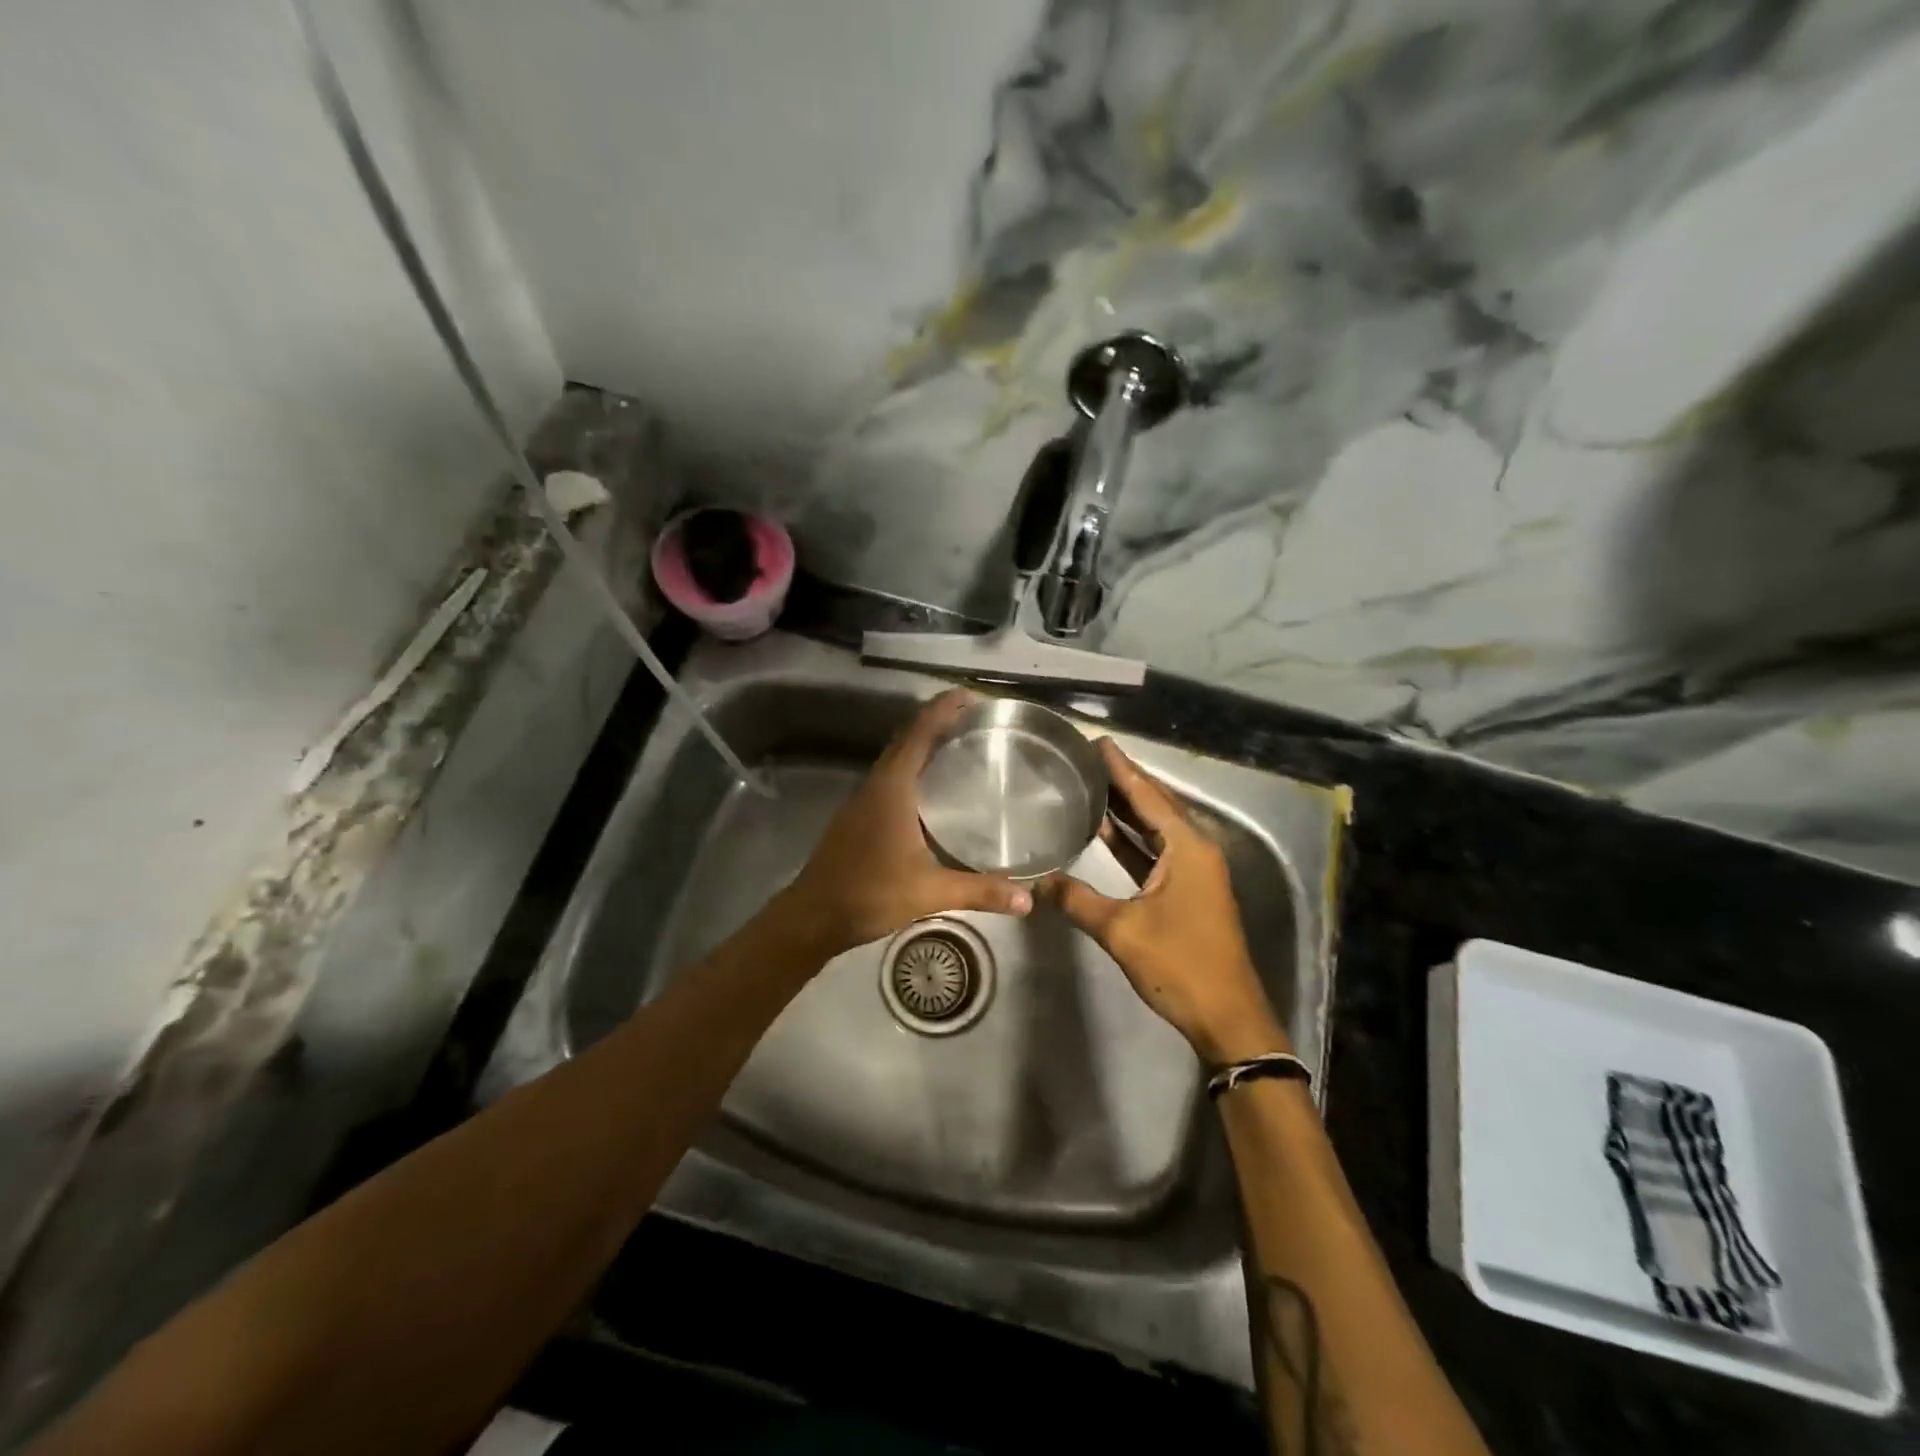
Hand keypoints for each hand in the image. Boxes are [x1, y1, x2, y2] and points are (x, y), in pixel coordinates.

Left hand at [779, 689, 1032, 956]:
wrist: (813, 915)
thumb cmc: (870, 893)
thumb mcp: (930, 892)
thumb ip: (980, 890)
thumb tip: (1029, 898)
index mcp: (893, 787)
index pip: (920, 732)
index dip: (944, 708)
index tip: (972, 695)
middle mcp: (877, 783)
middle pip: (909, 738)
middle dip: (939, 722)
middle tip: (977, 721)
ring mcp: (863, 799)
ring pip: (898, 758)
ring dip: (924, 745)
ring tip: (961, 747)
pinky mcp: (859, 815)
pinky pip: (891, 778)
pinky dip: (914, 769)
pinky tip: (934, 791)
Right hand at [1042, 740, 1288, 1064]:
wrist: (1226, 1017)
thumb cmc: (1179, 966)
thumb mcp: (1122, 931)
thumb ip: (1077, 900)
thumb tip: (1036, 882)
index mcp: (1188, 848)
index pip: (1149, 796)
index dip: (1122, 769)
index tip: (1099, 743)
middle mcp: (1196, 851)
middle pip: (1156, 805)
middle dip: (1124, 782)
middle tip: (1090, 758)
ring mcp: (1195, 872)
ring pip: (1156, 829)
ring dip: (1127, 810)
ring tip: (1092, 784)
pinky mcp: (1188, 892)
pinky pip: (1156, 852)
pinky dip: (1132, 840)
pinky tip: (1106, 831)